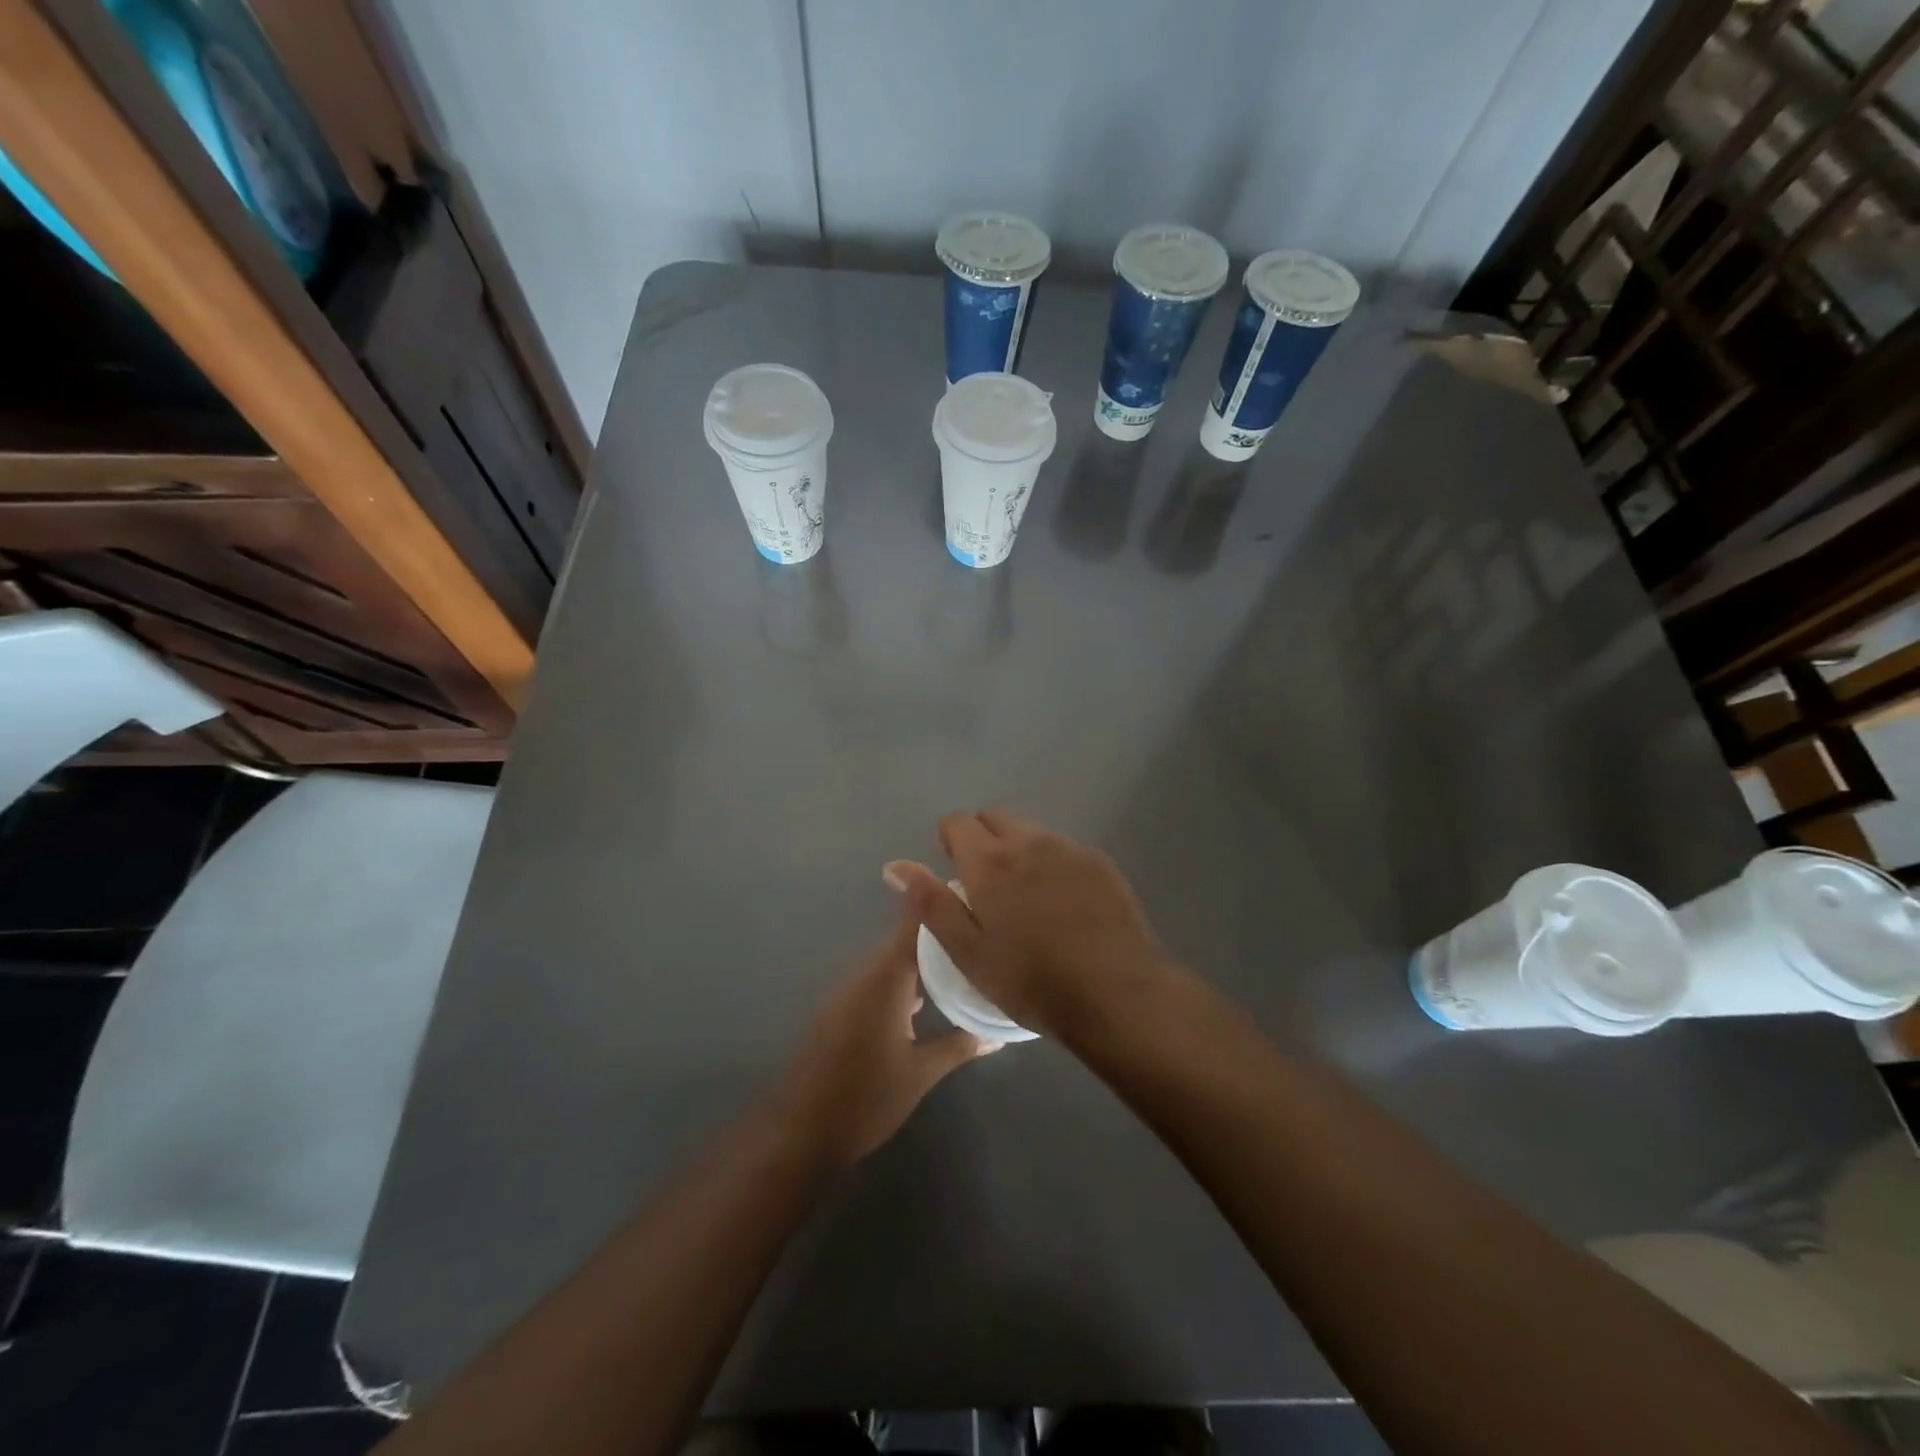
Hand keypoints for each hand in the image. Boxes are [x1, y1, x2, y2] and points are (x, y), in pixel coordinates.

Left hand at [776, 911, 988, 1169]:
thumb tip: (998, 1034)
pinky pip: (878, 978)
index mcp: (885, 977)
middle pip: (906, 937)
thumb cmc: (865, 1099)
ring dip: (923, 959)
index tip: (977, 897)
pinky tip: (927, 997)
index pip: (916, 921)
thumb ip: (960, 1045)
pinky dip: (904, 978)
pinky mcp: (841, 1008)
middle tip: (982, 935)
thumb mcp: (921, 1073)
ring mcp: (849, 990)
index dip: (943, 902)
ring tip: (964, 963)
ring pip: (892, 959)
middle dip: (942, 933)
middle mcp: (865, 973)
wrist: (799, 1134)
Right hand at [884, 809, 1172, 1037]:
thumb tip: (895, 866)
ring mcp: (1069, 849)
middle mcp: (1029, 842)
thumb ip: (930, 903)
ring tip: (1026, 901)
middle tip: (986, 888)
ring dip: (1019, 851)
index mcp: (990, 861)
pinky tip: (1063, 907)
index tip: (955, 874)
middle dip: (982, 839)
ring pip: (1031, 832)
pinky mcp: (1100, 864)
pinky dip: (1052, 865)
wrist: (1117, 993)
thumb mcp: (968, 952)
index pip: (958, 822)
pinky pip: (1063, 849)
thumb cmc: (1031, 980)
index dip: (950, 842)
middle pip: (995, 818)